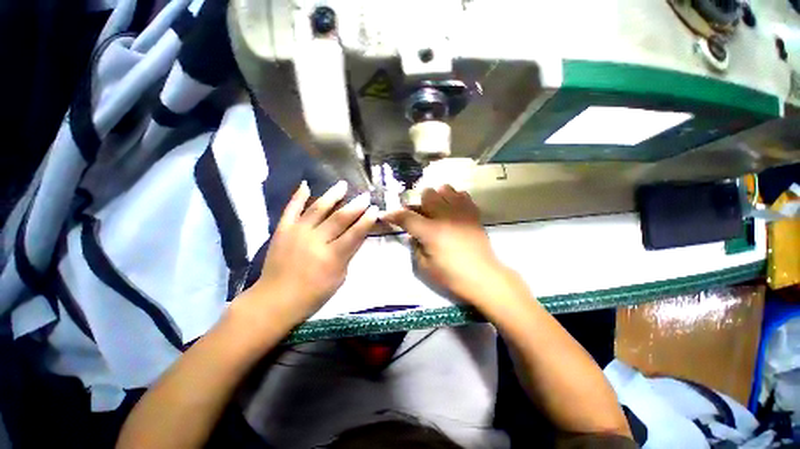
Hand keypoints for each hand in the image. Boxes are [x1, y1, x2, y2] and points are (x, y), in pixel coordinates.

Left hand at [241, 180, 377, 327]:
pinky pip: (291, 209)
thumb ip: (348, 254)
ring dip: (332, 195)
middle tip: (365, 195)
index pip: (355, 233)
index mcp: (332, 256)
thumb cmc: (313, 294)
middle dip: (355, 205)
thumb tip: (356, 236)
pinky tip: (306, 185)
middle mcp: (316, 240)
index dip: (367, 220)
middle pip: (339, 218)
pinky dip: (298, 196)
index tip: (375, 209)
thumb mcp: (339, 278)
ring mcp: (297, 233)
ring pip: (318, 209)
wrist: (275, 299)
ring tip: (342, 185)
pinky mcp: (282, 230)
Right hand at [382, 185, 507, 302]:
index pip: (406, 216)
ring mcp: (461, 212)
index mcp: (430, 231)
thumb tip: (413, 234)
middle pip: (427, 193)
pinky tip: (453, 209)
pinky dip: (454, 198)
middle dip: (419, 202)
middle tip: (420, 215)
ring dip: (437, 197)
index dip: (393, 214)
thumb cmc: (452, 275)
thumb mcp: (425, 266)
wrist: (483, 277)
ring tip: (437, 210)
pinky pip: (462, 195)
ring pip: (445, 189)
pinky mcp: (473, 213)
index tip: (387, 215)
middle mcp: (444, 216)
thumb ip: (415, 246)